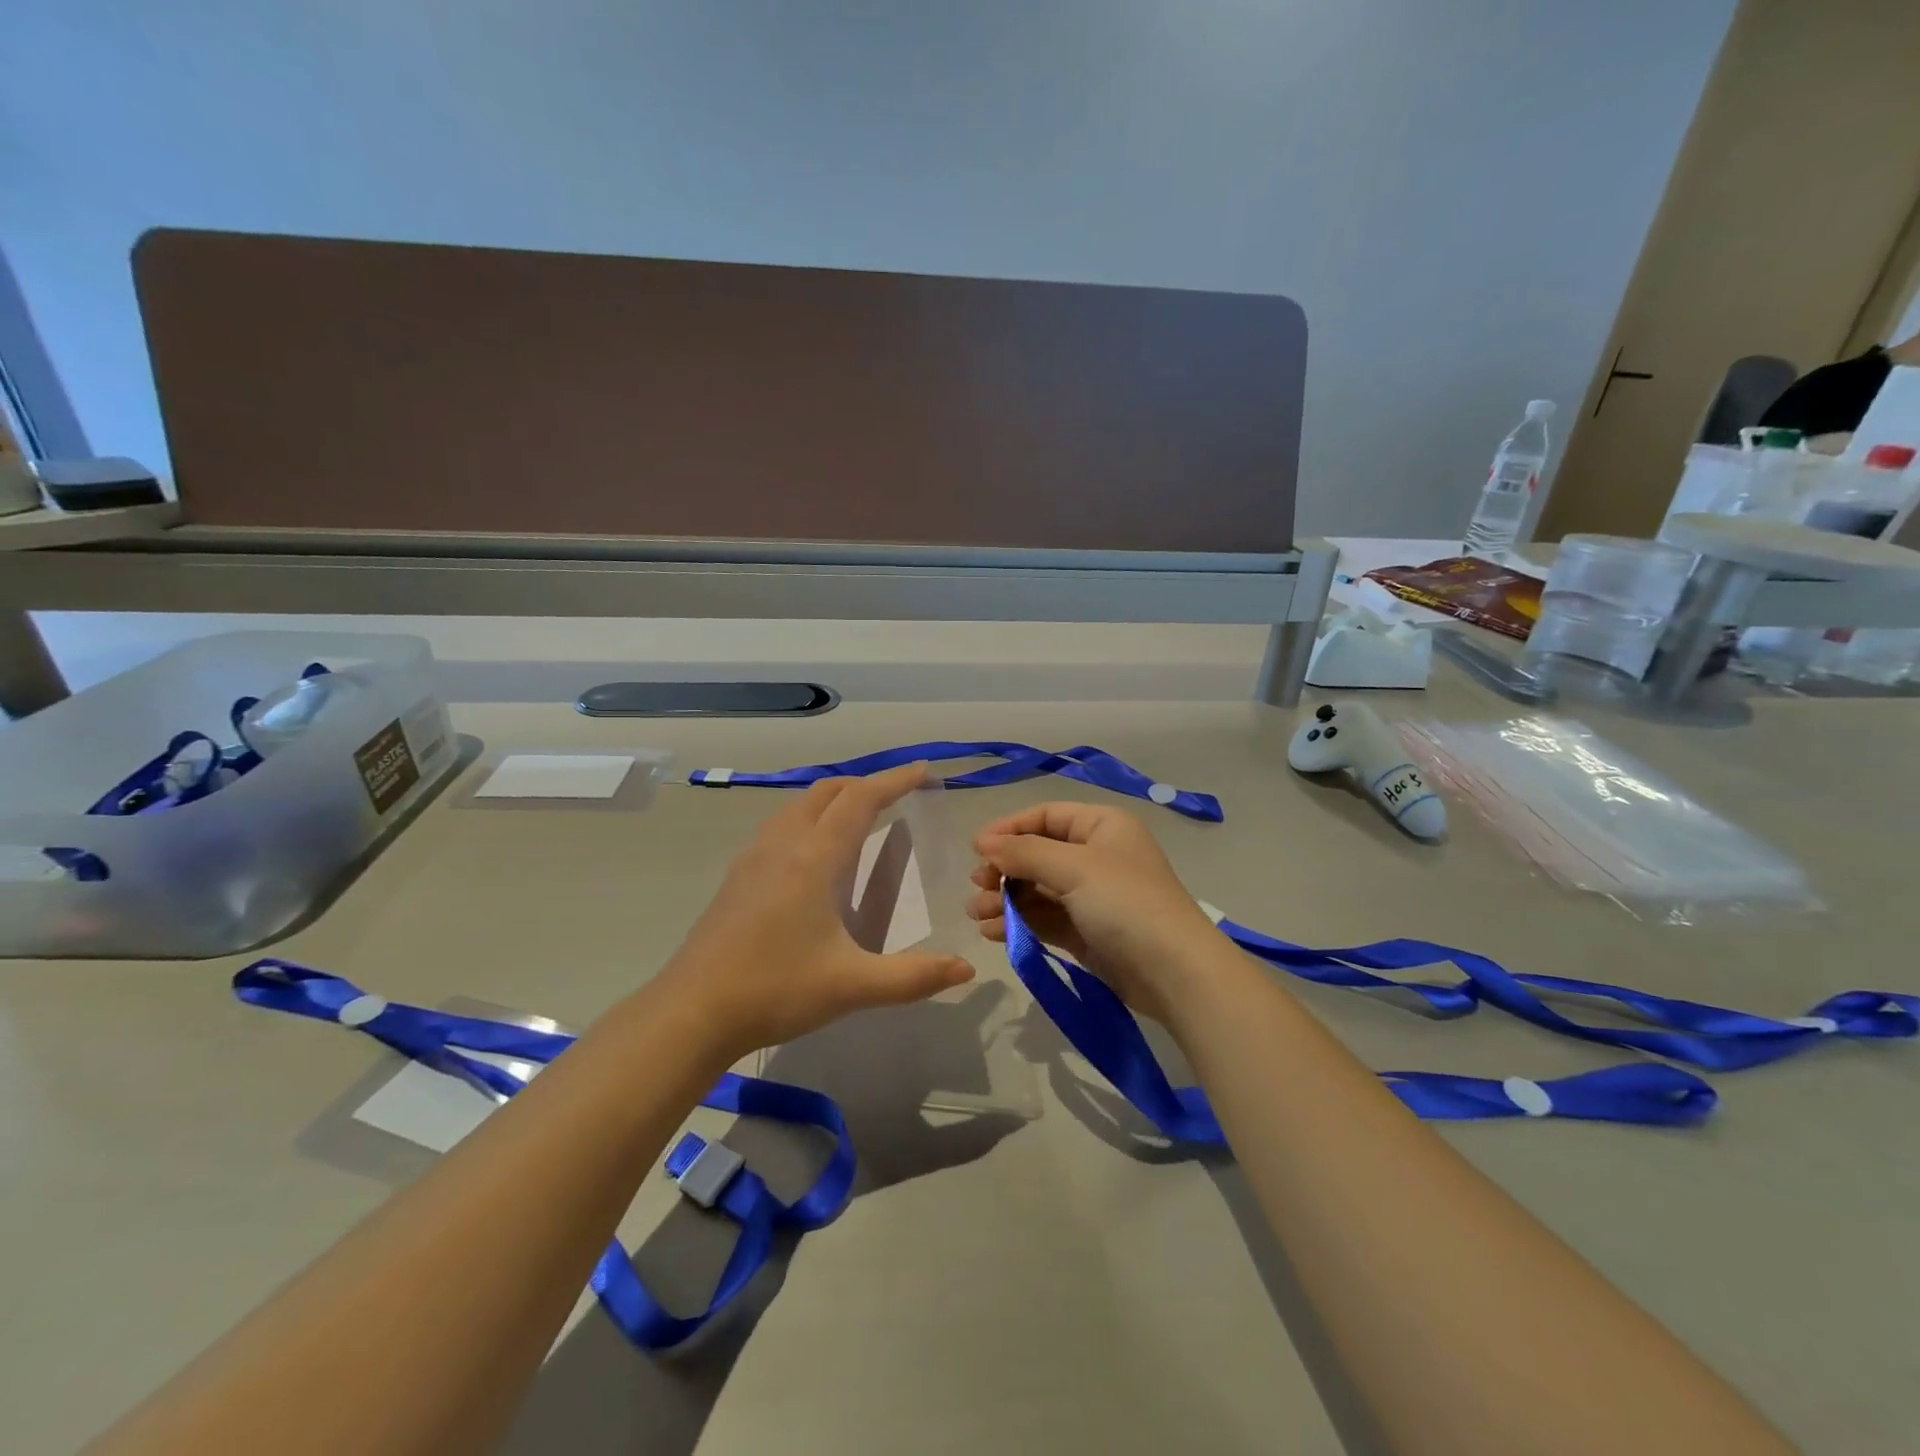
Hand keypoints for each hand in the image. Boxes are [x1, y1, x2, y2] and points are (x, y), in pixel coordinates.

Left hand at [662, 764, 974, 1058]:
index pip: (860, 801)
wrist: (691, 1012)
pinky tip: (814, 854)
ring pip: (799, 805)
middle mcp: (783, 845)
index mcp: (814, 858)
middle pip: (826, 792)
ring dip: (834, 799)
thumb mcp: (852, 987)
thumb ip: (913, 977)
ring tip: (860, 818)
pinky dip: (809, 818)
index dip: (894, 781)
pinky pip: (781, 825)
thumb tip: (966, 968)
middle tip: (897, 796)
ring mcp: (754, 858)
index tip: (922, 770)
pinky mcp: (738, 877)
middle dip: (865, 785)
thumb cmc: (775, 990)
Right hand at [966, 802, 1225, 1022]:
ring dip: (1005, 899)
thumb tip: (982, 843)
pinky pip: (1043, 919)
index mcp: (1101, 826)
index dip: (1009, 829)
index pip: (1045, 816)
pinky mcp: (1085, 932)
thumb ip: (1024, 853)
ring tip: (979, 915)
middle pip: (1037, 854)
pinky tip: (993, 931)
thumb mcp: (1074, 868)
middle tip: (978, 887)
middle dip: (1004, 870)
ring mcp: (1091, 896)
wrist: (1175, 973)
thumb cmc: (1126, 903)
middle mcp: (1096, 856)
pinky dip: (1018, 922)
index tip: (976, 850)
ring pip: (1036, 889)